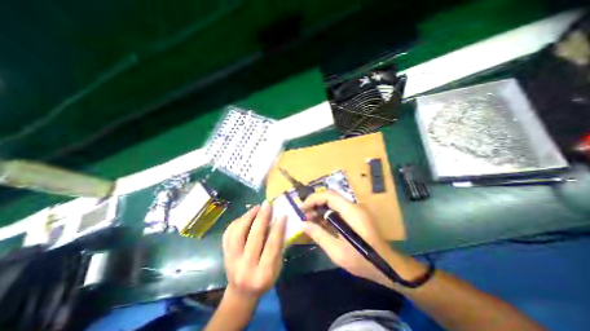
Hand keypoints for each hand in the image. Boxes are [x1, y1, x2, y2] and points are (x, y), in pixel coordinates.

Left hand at [221, 201, 285, 303]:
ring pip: (237, 233)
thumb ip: (278, 247)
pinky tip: (246, 216)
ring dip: (248, 216)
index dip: (277, 229)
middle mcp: (245, 267)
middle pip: (253, 238)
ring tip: (257, 207)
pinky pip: (228, 234)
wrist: (241, 293)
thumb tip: (278, 223)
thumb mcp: (277, 267)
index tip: (282, 215)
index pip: (271, 246)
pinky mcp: (224, 255)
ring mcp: (231, 261)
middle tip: (267, 204)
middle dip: (262, 218)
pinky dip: (237, 222)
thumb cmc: (264, 280)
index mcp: (263, 274)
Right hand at [301, 190, 398, 287]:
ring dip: (321, 209)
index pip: (329, 195)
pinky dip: (328, 214)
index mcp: (351, 212)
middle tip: (305, 216)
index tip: (302, 208)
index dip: (313, 199)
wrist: (388, 266)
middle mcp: (354, 206)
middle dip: (315, 204)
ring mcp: (356, 210)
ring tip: (311, 221)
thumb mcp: (337, 251)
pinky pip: (339, 210)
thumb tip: (303, 223)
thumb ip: (319, 235)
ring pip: (334, 203)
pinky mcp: (357, 215)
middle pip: (330, 197)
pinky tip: (322, 224)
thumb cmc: (362, 260)